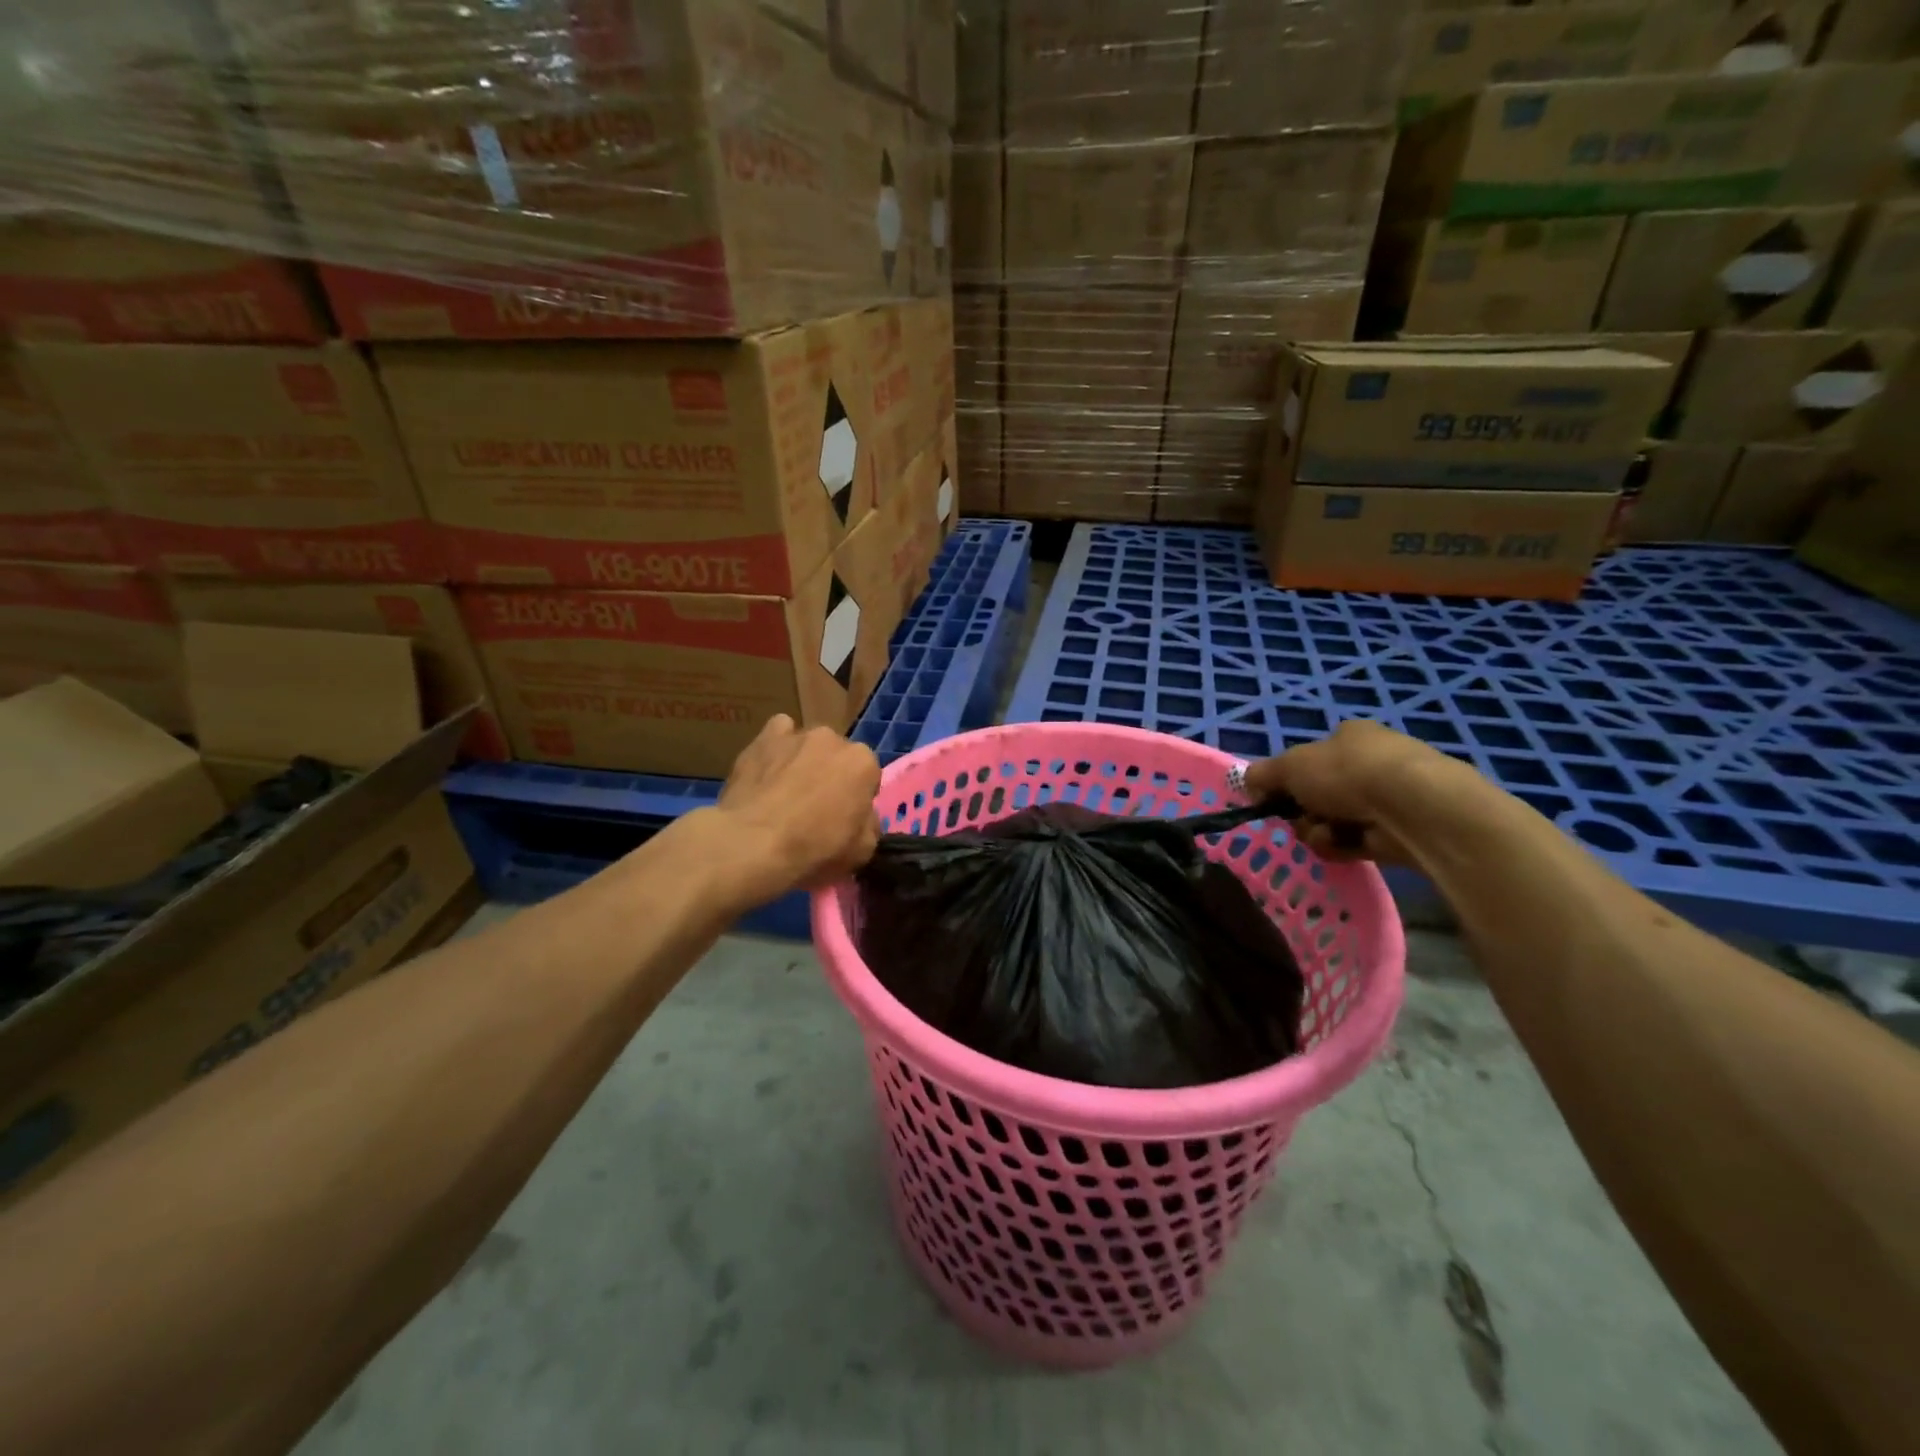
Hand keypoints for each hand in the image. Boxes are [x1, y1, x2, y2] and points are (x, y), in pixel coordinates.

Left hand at [710, 715, 880, 900]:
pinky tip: (768, 770)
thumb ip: (869, 826)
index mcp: (863, 763)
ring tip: (785, 791)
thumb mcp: (862, 852)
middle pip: (838, 757)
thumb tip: (863, 818)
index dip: (856, 800)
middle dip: (831, 776)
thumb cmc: (814, 849)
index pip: (867, 778)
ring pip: (808, 745)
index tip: (842, 820)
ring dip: (804, 761)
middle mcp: (833, 739)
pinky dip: (777, 748)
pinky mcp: (764, 738)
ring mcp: (797, 735)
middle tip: (813, 808)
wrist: (752, 844)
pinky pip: (778, 735)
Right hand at [1245, 720, 1461, 865]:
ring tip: (1327, 833)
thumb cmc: (1347, 773)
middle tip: (1299, 817)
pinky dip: (1343, 846)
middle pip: (1318, 794)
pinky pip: (1354, 842)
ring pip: (1332, 820)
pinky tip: (1345, 845)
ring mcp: (1388, 797)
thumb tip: (1248, 783)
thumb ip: (1262, 775)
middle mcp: (1371, 762)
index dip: (1290, 780)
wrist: (1412, 806)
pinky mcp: (1398, 831)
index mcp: (1349, 736)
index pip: (1310, 758)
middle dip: (1303, 811)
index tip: (1275, 798)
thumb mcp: (1289, 766)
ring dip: (1319, 831)